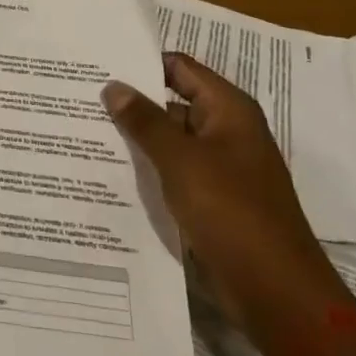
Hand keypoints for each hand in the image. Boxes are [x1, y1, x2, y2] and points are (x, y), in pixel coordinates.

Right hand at [102, 54, 352, 355]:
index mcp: (229, 110)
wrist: (276, 293)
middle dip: (131, 101)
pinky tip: (109, 169)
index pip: (179, 67)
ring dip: (136, 137)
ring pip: (170, 139)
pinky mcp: (212, 199)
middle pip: (172, 101)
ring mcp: (220, 167)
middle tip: (80, 96)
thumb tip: (113, 86)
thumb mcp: (181, 160)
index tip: (97, 63)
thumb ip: (144, 121)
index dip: (140, 62)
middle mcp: (226, 131)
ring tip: (83, 129)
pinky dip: (148, 167)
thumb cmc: (231, 213)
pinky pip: (174, 171)